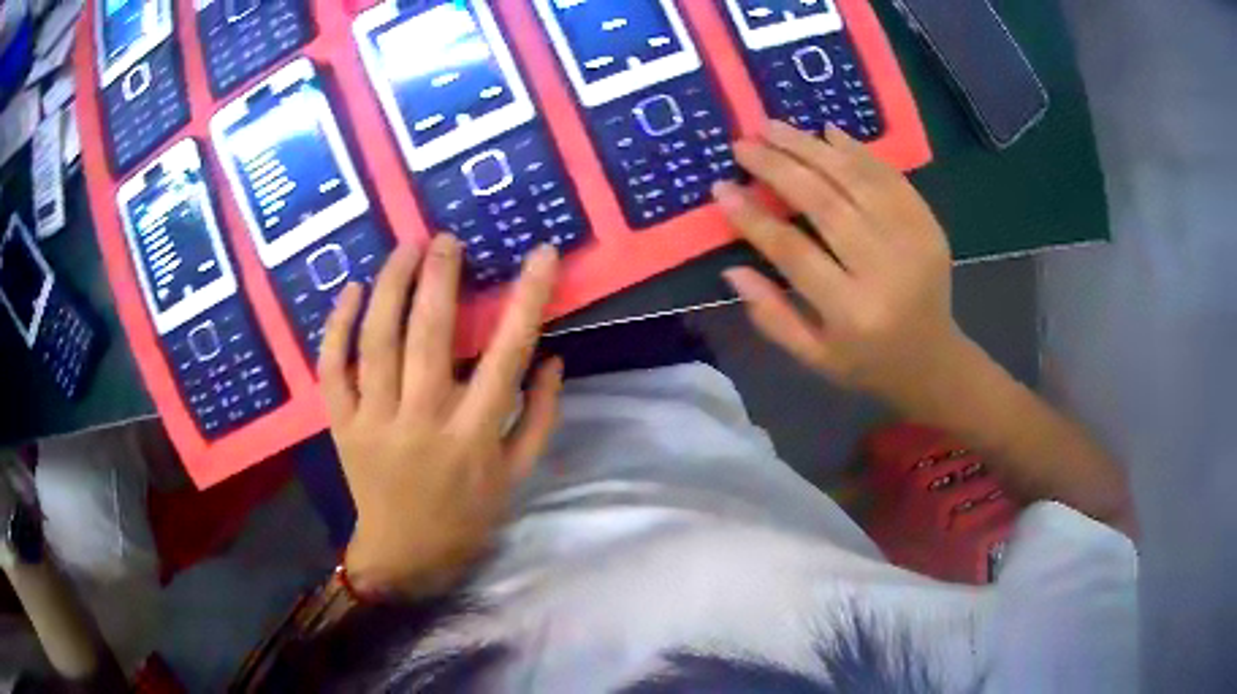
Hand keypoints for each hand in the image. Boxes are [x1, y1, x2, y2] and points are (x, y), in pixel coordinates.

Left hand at [319, 236, 562, 598]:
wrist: (404, 554)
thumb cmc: (467, 515)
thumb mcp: (517, 475)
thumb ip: (539, 416)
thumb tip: (552, 357)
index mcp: (473, 435)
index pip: (507, 354)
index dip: (528, 299)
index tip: (541, 255)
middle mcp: (422, 421)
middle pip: (428, 335)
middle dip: (439, 276)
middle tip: (446, 239)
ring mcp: (374, 421)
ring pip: (376, 341)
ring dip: (389, 286)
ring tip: (403, 248)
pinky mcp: (341, 425)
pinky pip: (332, 368)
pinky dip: (337, 326)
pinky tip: (350, 292)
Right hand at [714, 121, 970, 415]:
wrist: (934, 360)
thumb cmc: (867, 362)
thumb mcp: (814, 357)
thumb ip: (772, 316)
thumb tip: (732, 270)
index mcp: (853, 312)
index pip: (794, 253)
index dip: (754, 218)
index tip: (721, 188)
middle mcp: (886, 270)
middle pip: (826, 204)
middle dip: (779, 167)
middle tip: (743, 143)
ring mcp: (913, 242)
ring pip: (857, 180)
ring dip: (812, 147)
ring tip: (774, 127)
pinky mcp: (929, 225)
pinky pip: (890, 177)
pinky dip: (857, 151)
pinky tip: (827, 132)